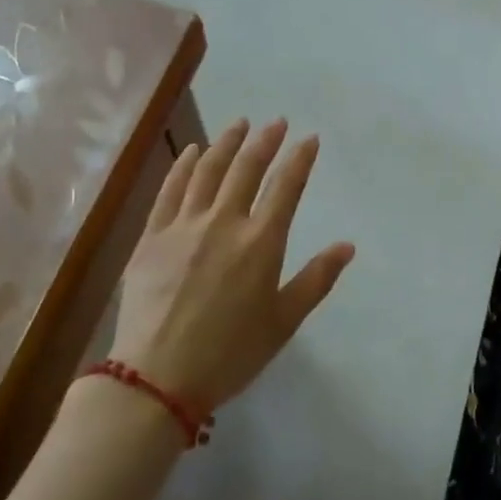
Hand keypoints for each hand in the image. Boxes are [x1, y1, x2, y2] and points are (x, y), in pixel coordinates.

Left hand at [106, 119, 355, 414]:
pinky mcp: (152, 236)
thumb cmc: (230, 353)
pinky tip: (192, 151)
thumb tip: (347, 246)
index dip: (300, 158)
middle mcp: (224, 222)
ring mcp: (184, 225)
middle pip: (247, 168)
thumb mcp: (284, 322)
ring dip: (226, 142)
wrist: (157, 377)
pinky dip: (184, 165)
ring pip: (208, 170)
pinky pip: (170, 190)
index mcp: (261, 242)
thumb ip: (316, 279)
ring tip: (239, 124)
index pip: (286, 186)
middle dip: (265, 141)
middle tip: (276, 122)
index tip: (309, 139)